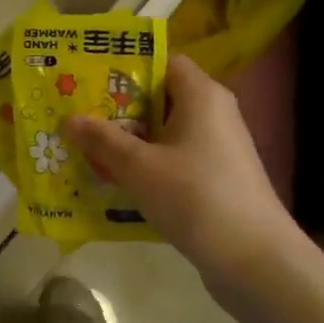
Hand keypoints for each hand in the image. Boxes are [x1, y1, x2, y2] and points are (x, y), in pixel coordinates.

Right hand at [62, 56, 292, 299]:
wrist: (255, 261)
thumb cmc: (195, 197)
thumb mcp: (139, 167)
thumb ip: (102, 140)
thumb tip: (69, 119)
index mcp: (201, 95)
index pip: (161, 61)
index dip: (125, 67)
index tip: (88, 78)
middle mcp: (213, 113)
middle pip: (159, 97)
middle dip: (118, 108)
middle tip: (77, 116)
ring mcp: (217, 148)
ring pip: (164, 132)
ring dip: (129, 141)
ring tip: (87, 150)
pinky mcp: (216, 178)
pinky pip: (173, 159)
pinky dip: (147, 165)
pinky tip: (116, 181)